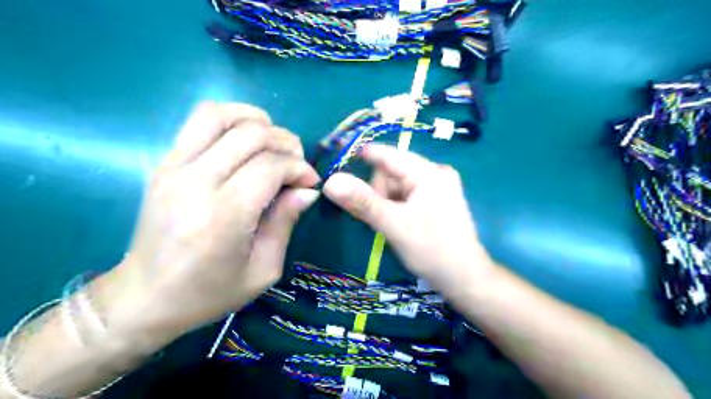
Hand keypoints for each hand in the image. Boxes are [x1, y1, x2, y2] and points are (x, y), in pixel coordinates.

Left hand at [98, 102, 319, 337]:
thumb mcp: (263, 270)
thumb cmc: (209, 293)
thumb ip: (285, 222)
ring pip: (222, 115)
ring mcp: (174, 167)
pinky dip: (231, 119)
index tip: (310, 183)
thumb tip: (308, 190)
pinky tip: (245, 140)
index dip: (299, 168)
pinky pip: (200, 120)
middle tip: (296, 165)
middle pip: (251, 135)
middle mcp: (195, 183)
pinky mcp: (164, 163)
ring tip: (273, 145)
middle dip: (286, 143)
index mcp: (223, 216)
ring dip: (258, 122)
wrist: (144, 297)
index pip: (270, 167)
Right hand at [324, 145, 492, 293]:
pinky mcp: (435, 200)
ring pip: (396, 186)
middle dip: (379, 192)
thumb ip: (362, 202)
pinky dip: (395, 207)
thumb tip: (331, 181)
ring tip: (391, 225)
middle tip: (380, 217)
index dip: (363, 155)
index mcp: (429, 172)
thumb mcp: (394, 225)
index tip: (338, 160)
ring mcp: (437, 187)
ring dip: (386, 202)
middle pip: (391, 172)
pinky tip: (398, 223)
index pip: (389, 154)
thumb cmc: (432, 250)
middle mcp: (435, 173)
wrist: (464, 278)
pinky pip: (405, 195)